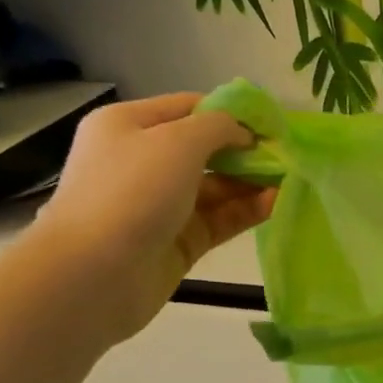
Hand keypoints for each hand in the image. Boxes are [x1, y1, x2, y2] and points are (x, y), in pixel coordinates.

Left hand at [26, 93, 275, 345]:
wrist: (92, 275)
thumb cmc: (131, 192)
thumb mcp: (177, 141)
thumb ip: (219, 127)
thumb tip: (244, 133)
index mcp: (129, 126)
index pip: (188, 108)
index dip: (231, 112)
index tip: (272, 123)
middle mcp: (143, 162)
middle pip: (205, 149)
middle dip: (246, 151)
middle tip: (286, 156)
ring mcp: (161, 205)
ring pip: (216, 187)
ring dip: (251, 182)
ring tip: (289, 180)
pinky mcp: (178, 242)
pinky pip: (219, 219)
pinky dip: (246, 210)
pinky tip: (276, 204)